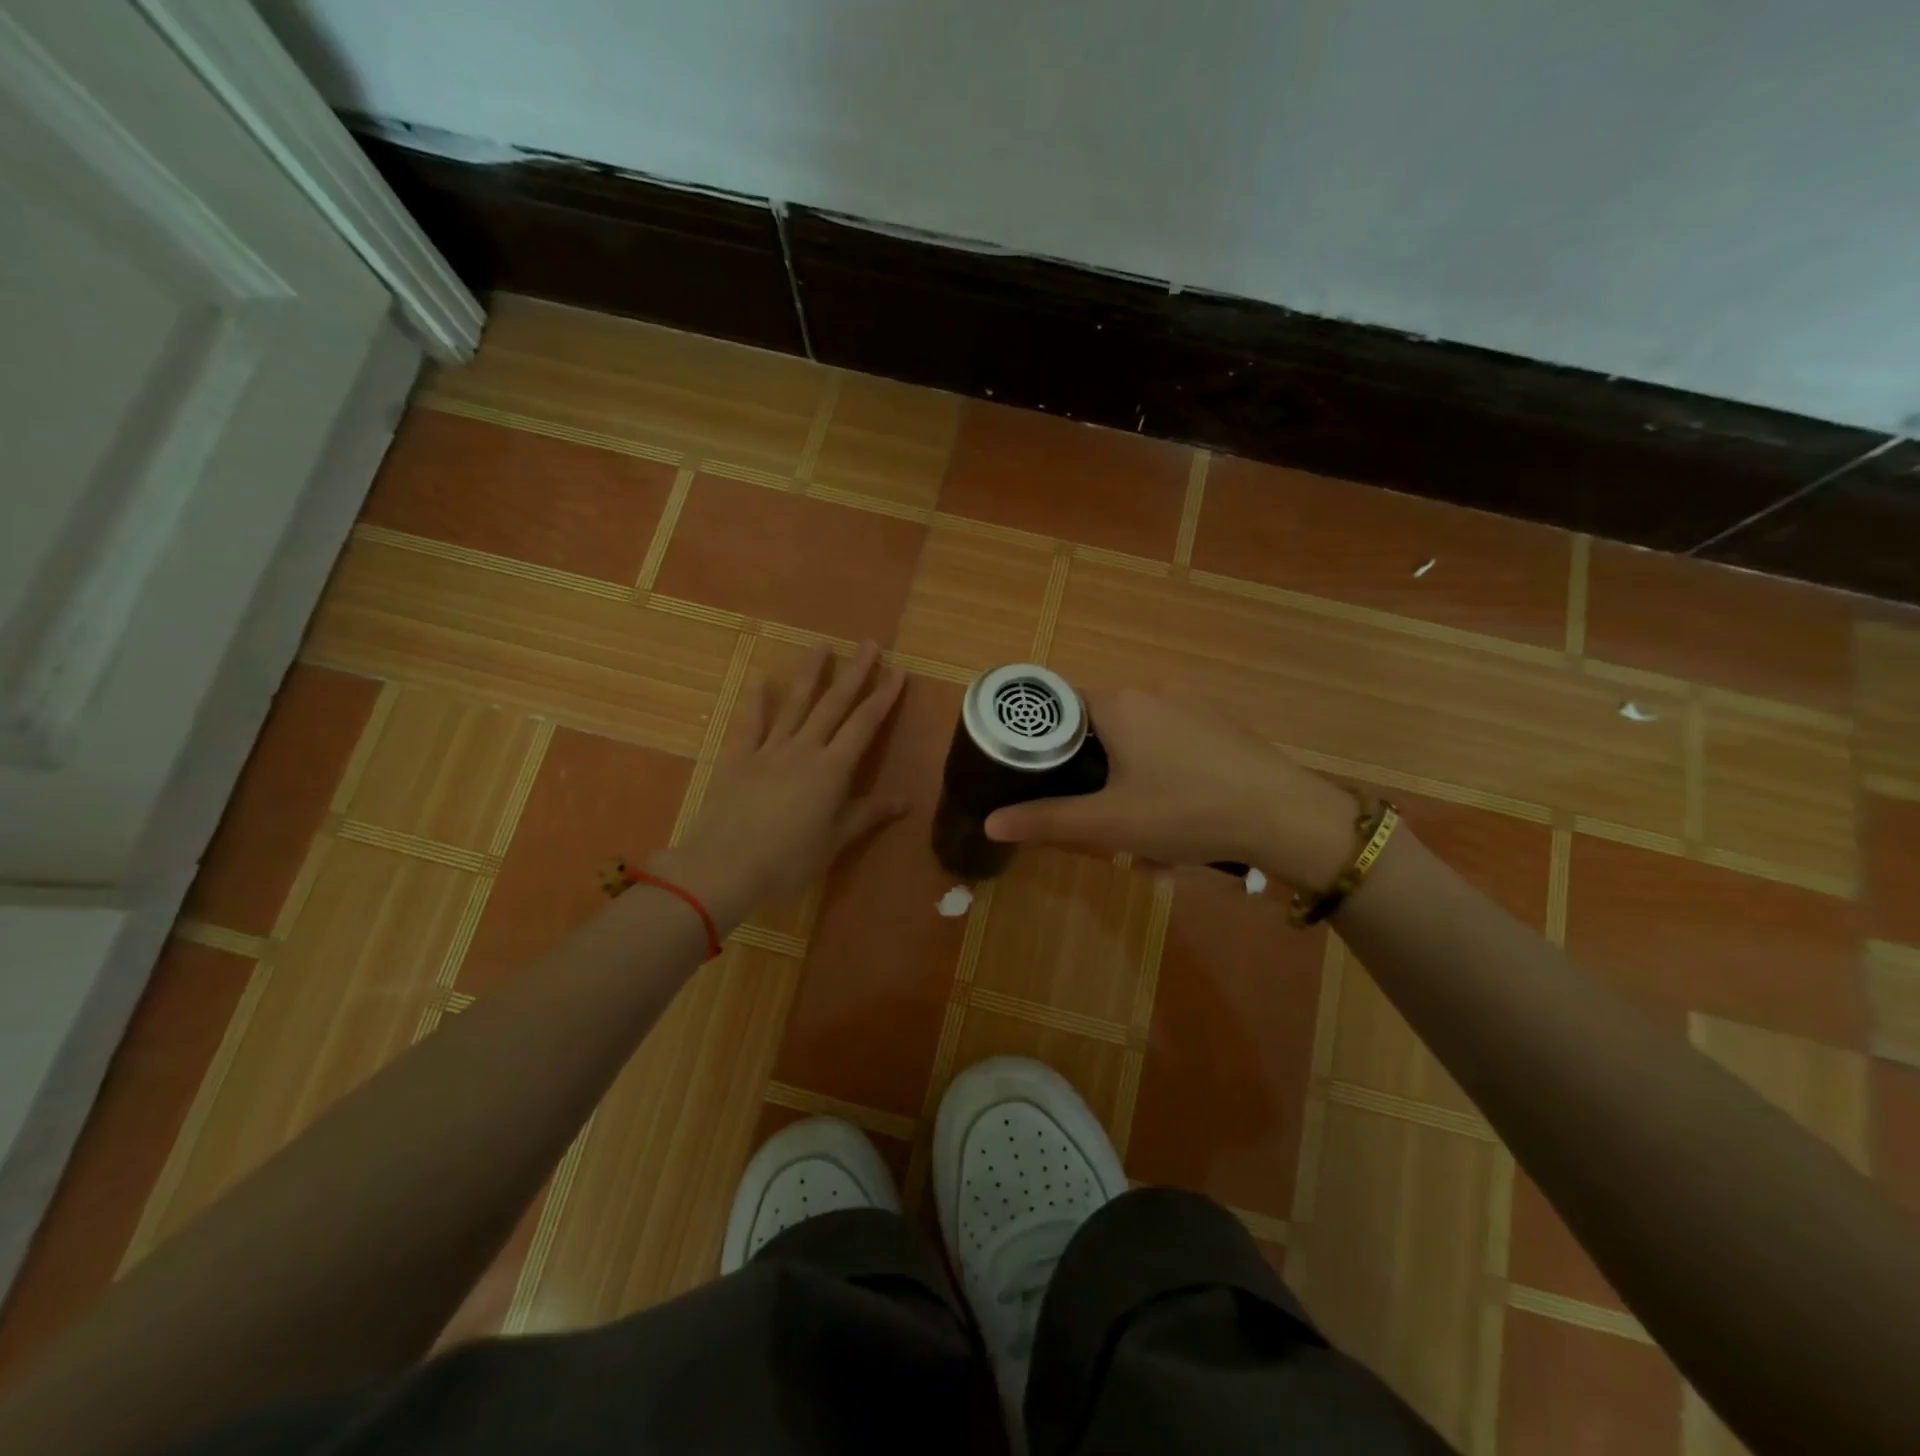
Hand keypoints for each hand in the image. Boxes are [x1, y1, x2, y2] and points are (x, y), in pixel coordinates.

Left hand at [654, 642, 905, 929]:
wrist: (725, 866)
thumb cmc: (789, 859)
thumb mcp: (836, 840)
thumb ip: (869, 814)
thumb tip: (907, 800)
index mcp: (832, 769)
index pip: (864, 724)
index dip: (883, 697)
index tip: (897, 670)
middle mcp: (804, 749)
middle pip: (833, 704)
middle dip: (854, 672)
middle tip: (868, 643)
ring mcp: (769, 749)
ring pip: (795, 704)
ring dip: (810, 673)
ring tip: (821, 645)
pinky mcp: (739, 758)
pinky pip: (751, 723)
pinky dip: (757, 699)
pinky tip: (760, 676)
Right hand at [982, 688, 1356, 887]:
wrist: (1285, 816)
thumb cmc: (1185, 811)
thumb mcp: (1109, 824)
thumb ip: (1047, 820)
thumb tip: (990, 821)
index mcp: (1118, 705)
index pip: (1060, 704)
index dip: (1042, 738)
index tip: (1036, 773)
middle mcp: (1152, 692)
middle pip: (1099, 725)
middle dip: (1091, 772)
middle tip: (1094, 814)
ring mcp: (1191, 705)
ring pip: (1138, 740)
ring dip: (1128, 780)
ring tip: (1140, 830)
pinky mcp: (1220, 725)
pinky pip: (1172, 745)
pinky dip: (1163, 776)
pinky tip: (1179, 818)